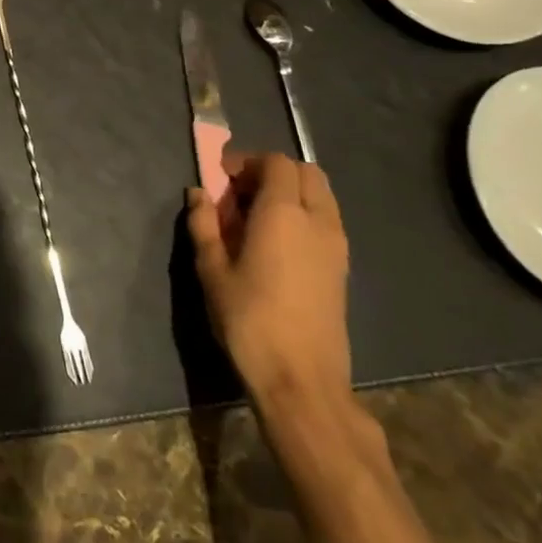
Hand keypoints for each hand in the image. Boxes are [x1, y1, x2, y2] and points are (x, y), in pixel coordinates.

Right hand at [187, 152, 351, 415]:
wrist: (302, 380)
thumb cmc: (249, 320)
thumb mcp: (212, 270)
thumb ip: (204, 225)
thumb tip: (199, 194)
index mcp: (283, 214)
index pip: (276, 163)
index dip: (247, 162)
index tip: (221, 178)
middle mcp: (317, 221)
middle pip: (305, 172)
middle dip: (272, 171)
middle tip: (240, 192)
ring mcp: (336, 245)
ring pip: (321, 195)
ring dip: (291, 192)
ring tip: (257, 217)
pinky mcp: (342, 268)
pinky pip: (326, 220)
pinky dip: (304, 214)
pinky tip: (277, 244)